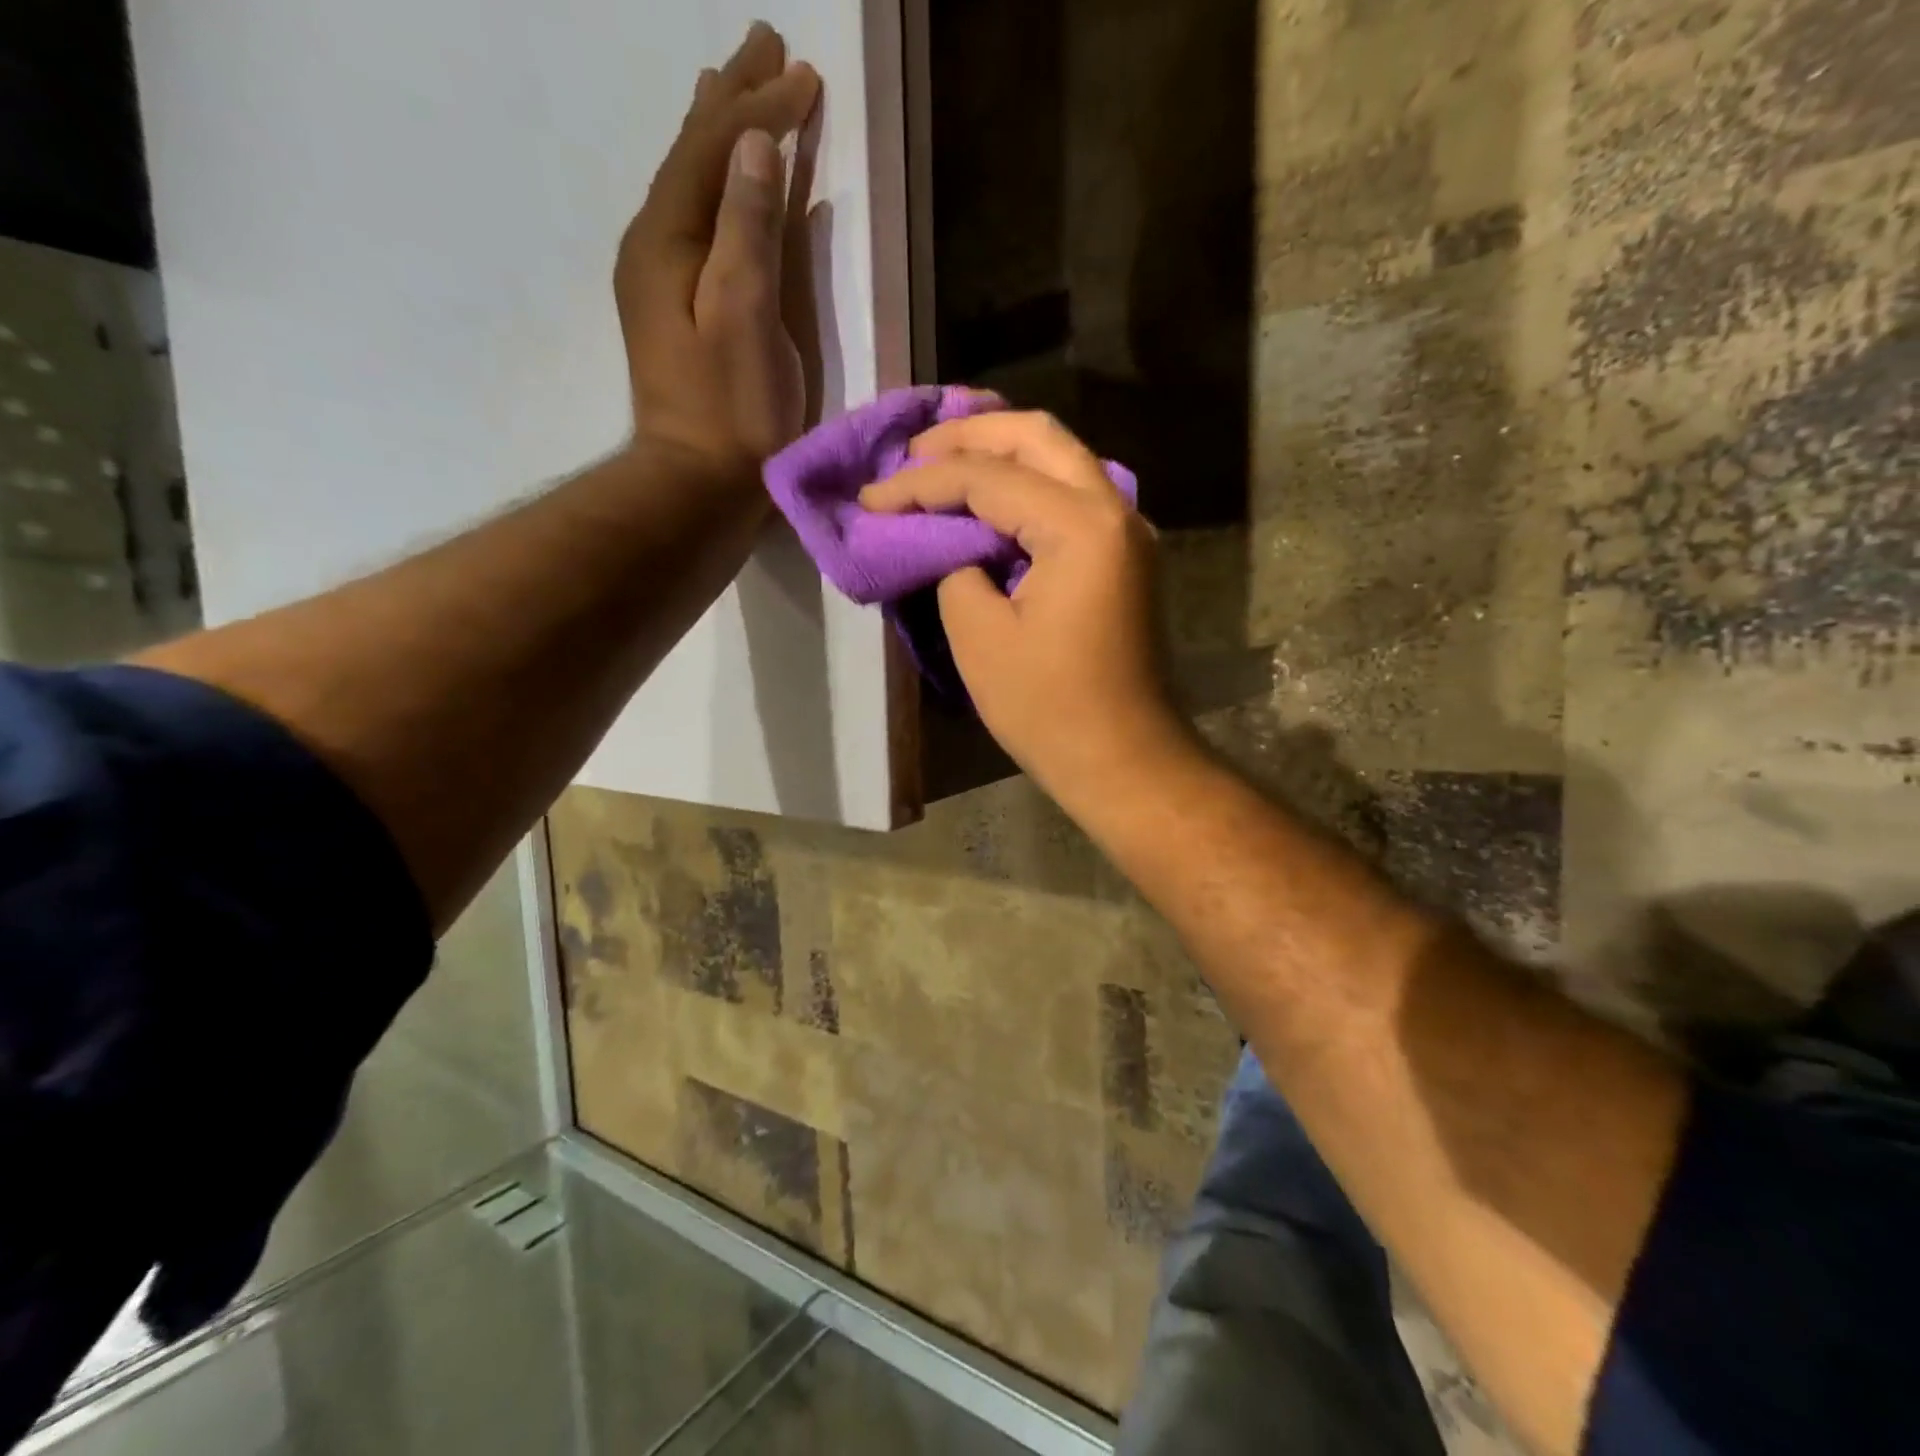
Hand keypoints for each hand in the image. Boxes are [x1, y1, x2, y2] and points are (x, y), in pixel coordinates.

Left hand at [616, 24, 821, 484]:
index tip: (805, 72)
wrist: (698, 484)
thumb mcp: (744, 315)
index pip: (714, 148)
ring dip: (720, 137)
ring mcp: (662, 280)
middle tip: (767, 47)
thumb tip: (754, 145)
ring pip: (693, 187)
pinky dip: (718, 191)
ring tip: (737, 92)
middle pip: (694, 155)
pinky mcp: (680, 313)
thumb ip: (746, 229)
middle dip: (734, 101)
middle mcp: (654, 246)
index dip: (759, 107)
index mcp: (667, 239)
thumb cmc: (731, 409)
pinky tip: (726, 186)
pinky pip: (699, 226)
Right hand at [860, 411, 1190, 804]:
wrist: (1122, 756)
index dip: (921, 483)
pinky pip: (1072, 494)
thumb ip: (956, 565)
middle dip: (969, 435)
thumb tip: (954, 542)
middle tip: (913, 450)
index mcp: (1081, 525)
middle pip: (1038, 437)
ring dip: (1000, 451)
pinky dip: (1027, 483)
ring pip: (1060, 458)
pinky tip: (989, 492)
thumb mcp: (979, 635)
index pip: (988, 477)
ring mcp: (1127, 531)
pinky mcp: (1123, 555)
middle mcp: (1115, 509)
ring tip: (941, 458)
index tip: (871, 498)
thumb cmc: (1048, 706)